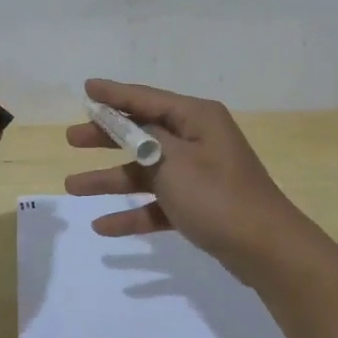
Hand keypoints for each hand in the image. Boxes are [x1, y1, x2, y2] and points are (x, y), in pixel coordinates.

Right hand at [64, 79, 311, 280]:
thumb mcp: (174, 161)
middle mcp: (198, 139)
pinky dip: (133, 212)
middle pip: (143, 133)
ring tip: (72, 187)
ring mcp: (199, 174)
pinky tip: (103, 226)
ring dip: (111, 179)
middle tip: (72, 139)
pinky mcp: (199, 205)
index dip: (114, 94)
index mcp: (196, 118)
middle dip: (106, 137)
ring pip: (146, 171)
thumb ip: (144, 140)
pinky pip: (158, 203)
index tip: (86, 88)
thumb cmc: (216, 196)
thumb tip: (128, 124)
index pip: (146, 98)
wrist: (265, 248)